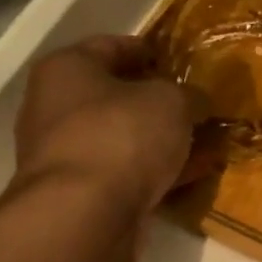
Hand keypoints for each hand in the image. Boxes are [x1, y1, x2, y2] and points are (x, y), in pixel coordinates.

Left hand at [11, 37, 199, 215]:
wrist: (84, 215)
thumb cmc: (122, 135)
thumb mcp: (171, 101)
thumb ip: (189, 95)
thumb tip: (196, 102)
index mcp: (67, 69)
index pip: (112, 46)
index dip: (150, 51)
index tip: (181, 61)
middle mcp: (55, 107)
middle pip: (117, 96)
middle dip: (159, 102)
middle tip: (197, 106)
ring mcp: (66, 154)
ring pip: (125, 138)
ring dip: (162, 141)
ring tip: (205, 143)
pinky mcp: (81, 194)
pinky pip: (128, 173)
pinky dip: (158, 172)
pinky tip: (194, 174)